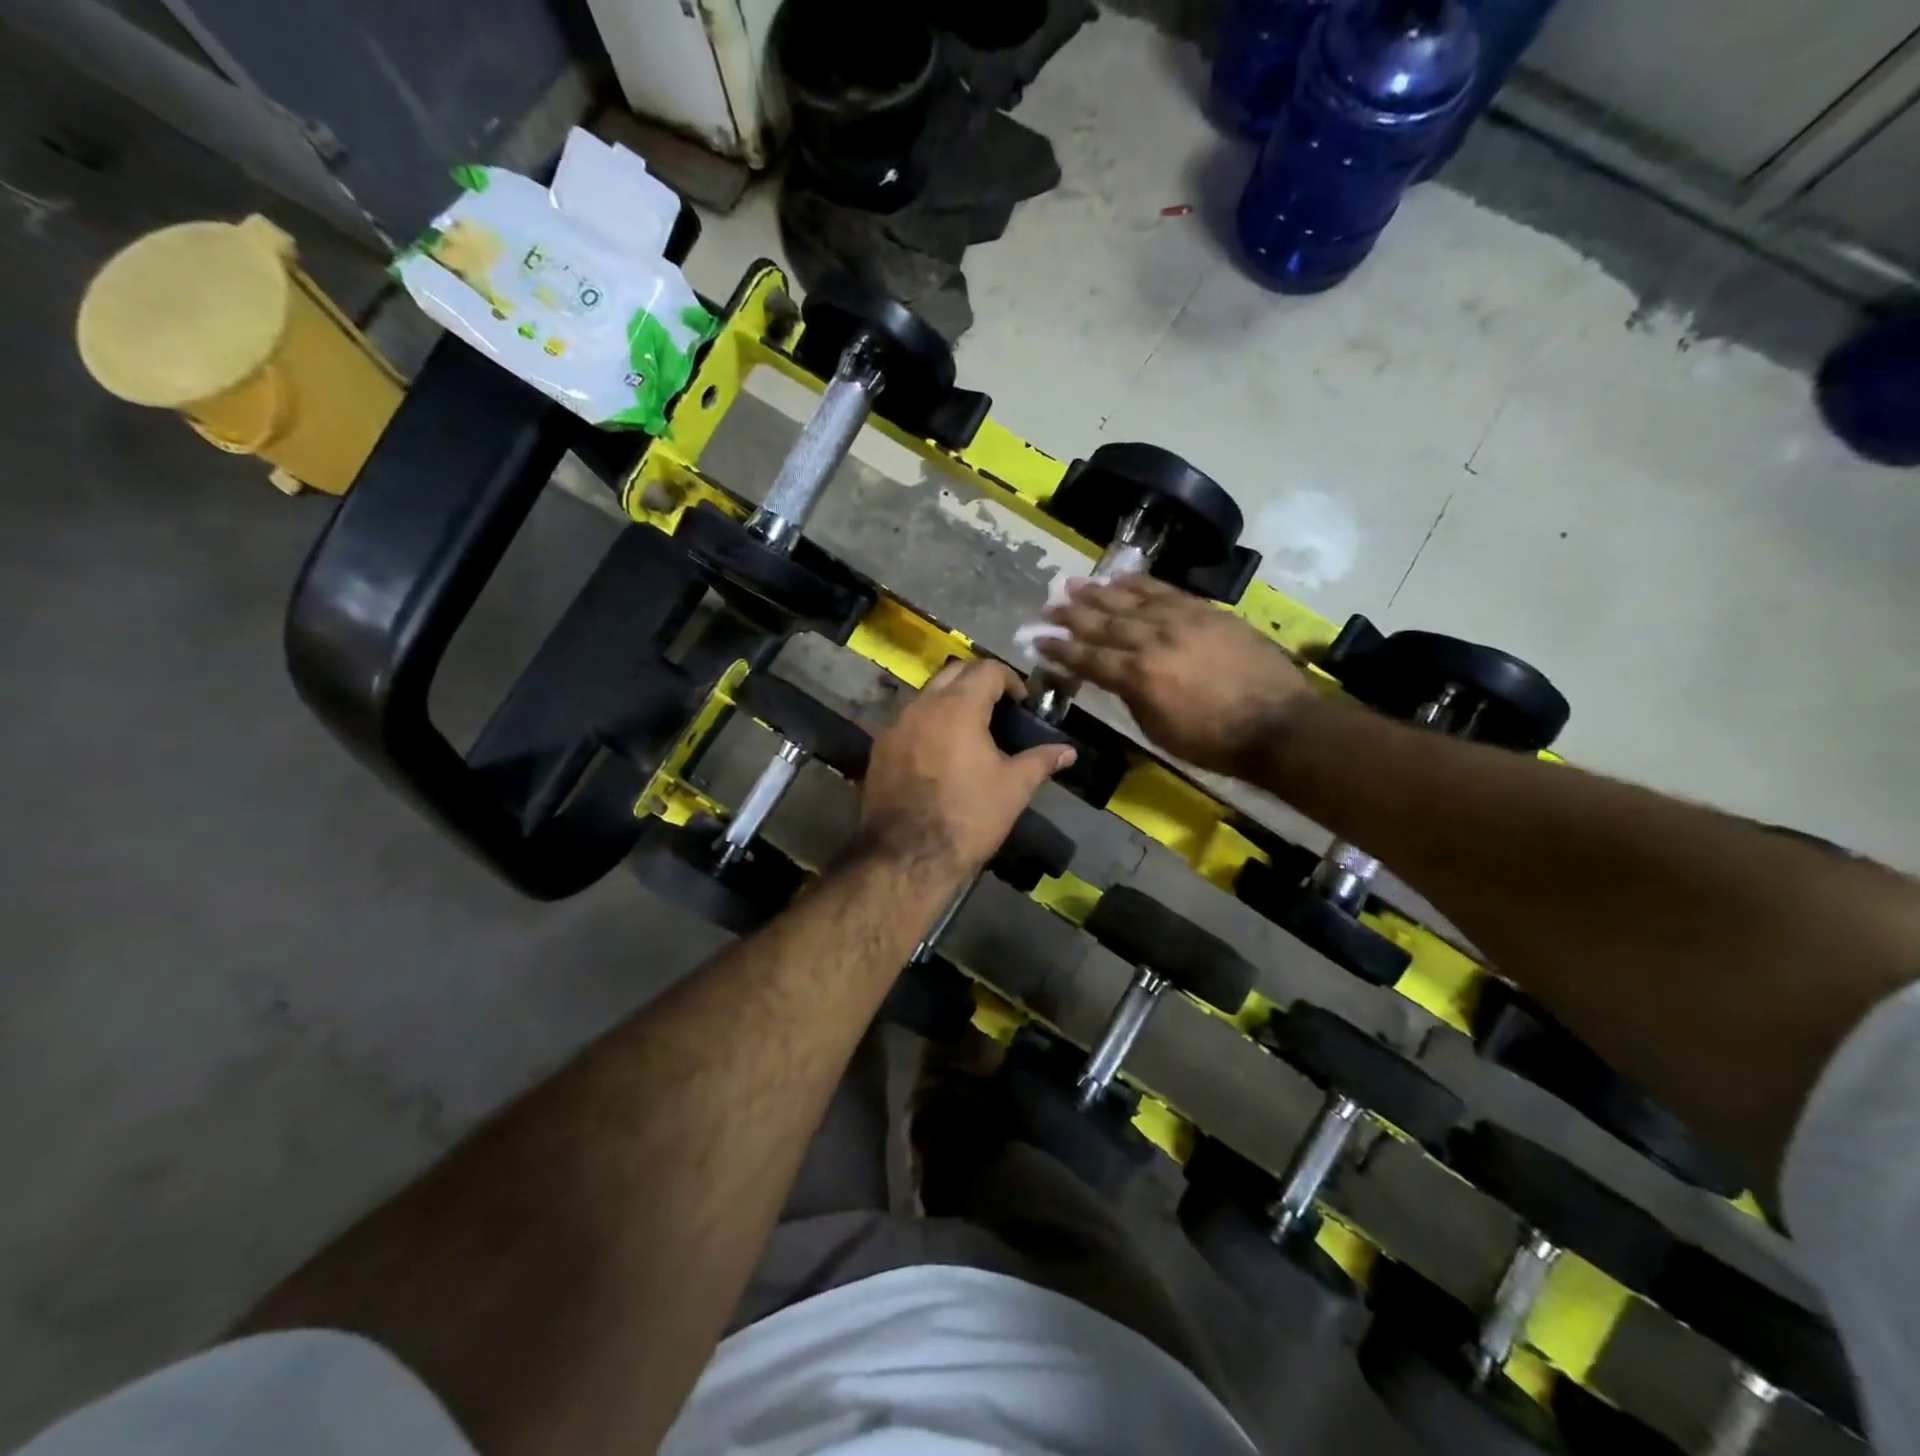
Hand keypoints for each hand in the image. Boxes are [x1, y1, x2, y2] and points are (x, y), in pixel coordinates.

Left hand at [860, 660, 1074, 880]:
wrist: (908, 855)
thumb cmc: (968, 817)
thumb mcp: (1013, 788)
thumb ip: (1041, 761)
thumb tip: (1069, 752)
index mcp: (958, 708)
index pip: (987, 670)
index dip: (1010, 679)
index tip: (1022, 703)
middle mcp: (923, 706)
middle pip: (954, 672)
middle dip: (979, 681)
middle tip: (999, 707)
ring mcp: (896, 726)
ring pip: (928, 695)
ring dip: (951, 700)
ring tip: (971, 730)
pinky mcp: (880, 748)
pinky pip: (909, 721)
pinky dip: (929, 723)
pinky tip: (941, 752)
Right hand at [1039, 576, 1310, 775]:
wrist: (1277, 723)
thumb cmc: (1213, 741)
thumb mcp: (1158, 730)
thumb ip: (1131, 697)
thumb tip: (1115, 676)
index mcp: (1138, 677)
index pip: (1089, 658)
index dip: (1061, 649)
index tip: (1038, 640)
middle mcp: (1153, 641)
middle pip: (1104, 623)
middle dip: (1071, 615)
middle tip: (1047, 607)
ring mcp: (1181, 621)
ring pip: (1131, 601)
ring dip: (1098, 593)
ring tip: (1073, 585)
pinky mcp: (1206, 611)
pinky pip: (1166, 591)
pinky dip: (1140, 584)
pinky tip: (1120, 579)